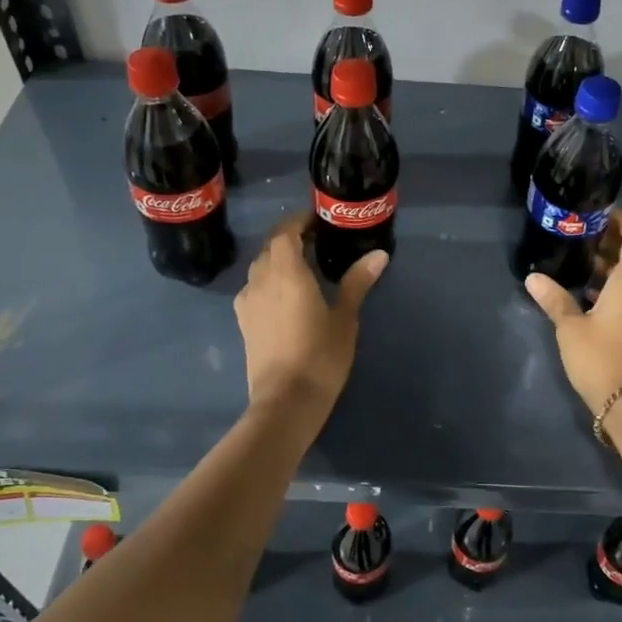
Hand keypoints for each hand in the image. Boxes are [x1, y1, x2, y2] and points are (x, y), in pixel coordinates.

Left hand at [234, 212, 386, 418]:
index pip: (286, 231)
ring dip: (277, 259)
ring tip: (302, 267)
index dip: (299, 221)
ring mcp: (247, 301)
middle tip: (316, 241)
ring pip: (260, 267)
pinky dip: (268, 281)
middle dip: (289, 238)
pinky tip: (283, 295)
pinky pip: (254, 288)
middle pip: (271, 247)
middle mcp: (261, 279)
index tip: (318, 220)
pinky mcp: (243, 321)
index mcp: (286, 271)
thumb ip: (357, 282)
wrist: (285, 400)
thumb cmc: (320, 355)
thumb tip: (378, 254)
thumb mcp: (345, 317)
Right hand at [524, 211, 621, 415]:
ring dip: (612, 267)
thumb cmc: (601, 357)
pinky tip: (588, 296)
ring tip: (580, 263)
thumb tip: (532, 277)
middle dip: (612, 243)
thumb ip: (554, 299)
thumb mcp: (570, 327)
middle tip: (582, 236)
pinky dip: (615, 287)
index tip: (600, 215)